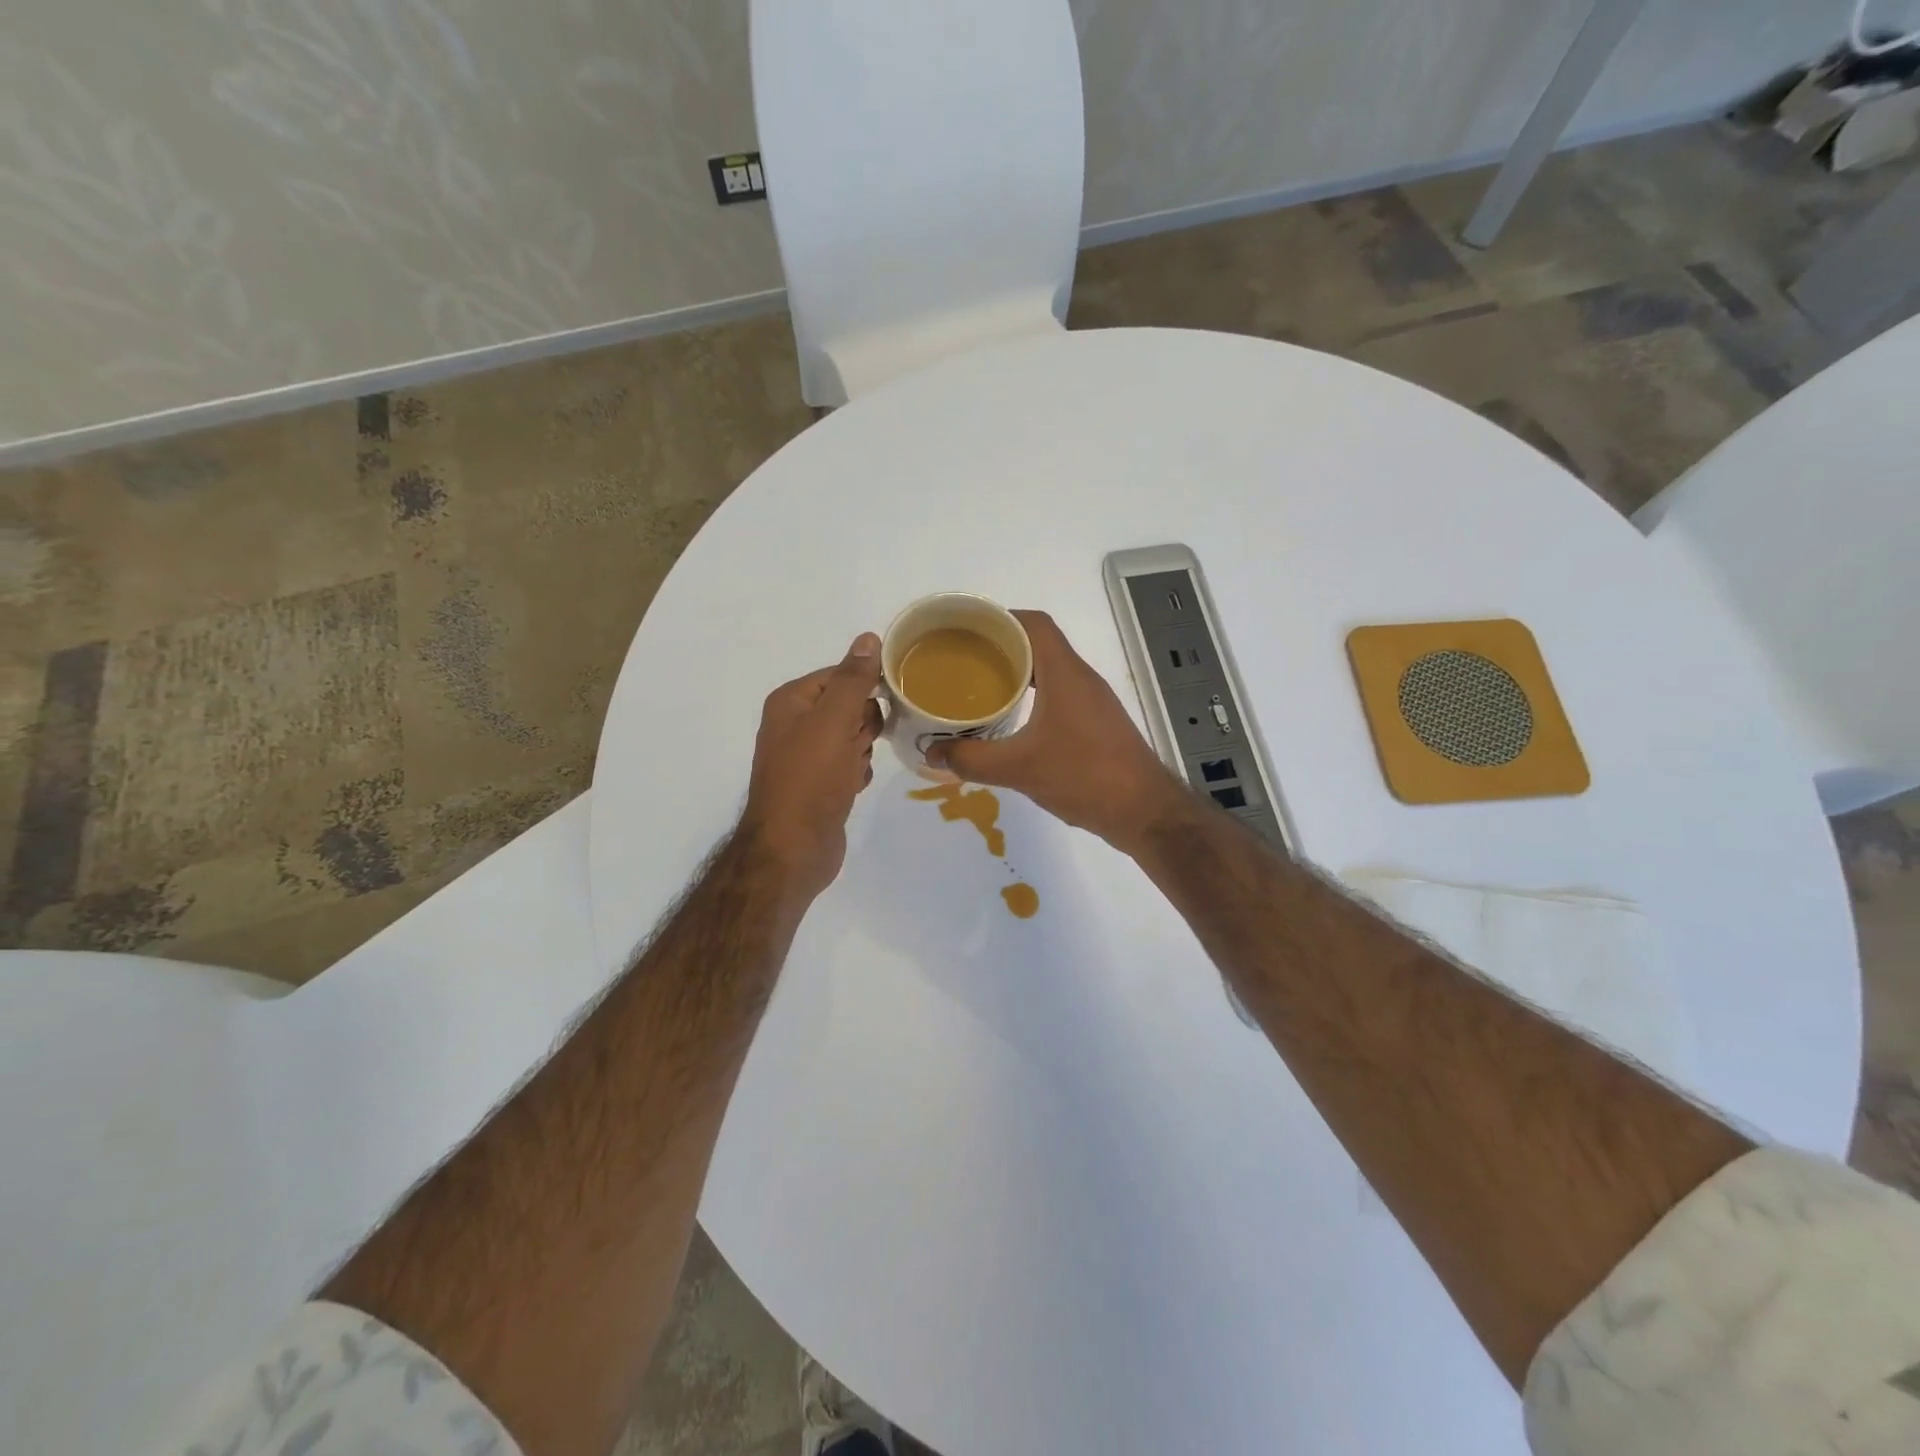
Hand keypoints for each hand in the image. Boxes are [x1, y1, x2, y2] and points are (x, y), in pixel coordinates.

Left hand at [740, 634, 884, 898]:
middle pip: (850, 705)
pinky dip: (857, 774)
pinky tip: (851, 788)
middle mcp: (795, 724)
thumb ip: (853, 679)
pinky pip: (850, 764)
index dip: (865, 689)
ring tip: (852, 771)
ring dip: (862, 752)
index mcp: (792, 701)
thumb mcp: (835, 721)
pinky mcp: (819, 784)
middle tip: (857, 745)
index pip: (840, 674)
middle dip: (864, 726)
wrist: (793, 848)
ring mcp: (806, 756)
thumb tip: (869, 637)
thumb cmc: (811, 778)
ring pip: (854, 736)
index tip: (885, 705)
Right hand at [927, 611, 1188, 855]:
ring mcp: (1092, 701)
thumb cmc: (1084, 776)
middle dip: (1000, 646)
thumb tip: (932, 753)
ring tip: (977, 687)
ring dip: (1016, 673)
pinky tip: (1010, 720)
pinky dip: (1031, 696)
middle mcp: (1080, 678)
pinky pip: (1057, 694)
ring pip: (1049, 671)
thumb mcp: (1019, 769)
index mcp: (1065, 673)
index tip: (965, 627)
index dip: (1000, 617)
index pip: (1034, 624)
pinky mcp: (1095, 723)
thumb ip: (972, 759)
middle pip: (1039, 644)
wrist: (1143, 811)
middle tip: (961, 659)